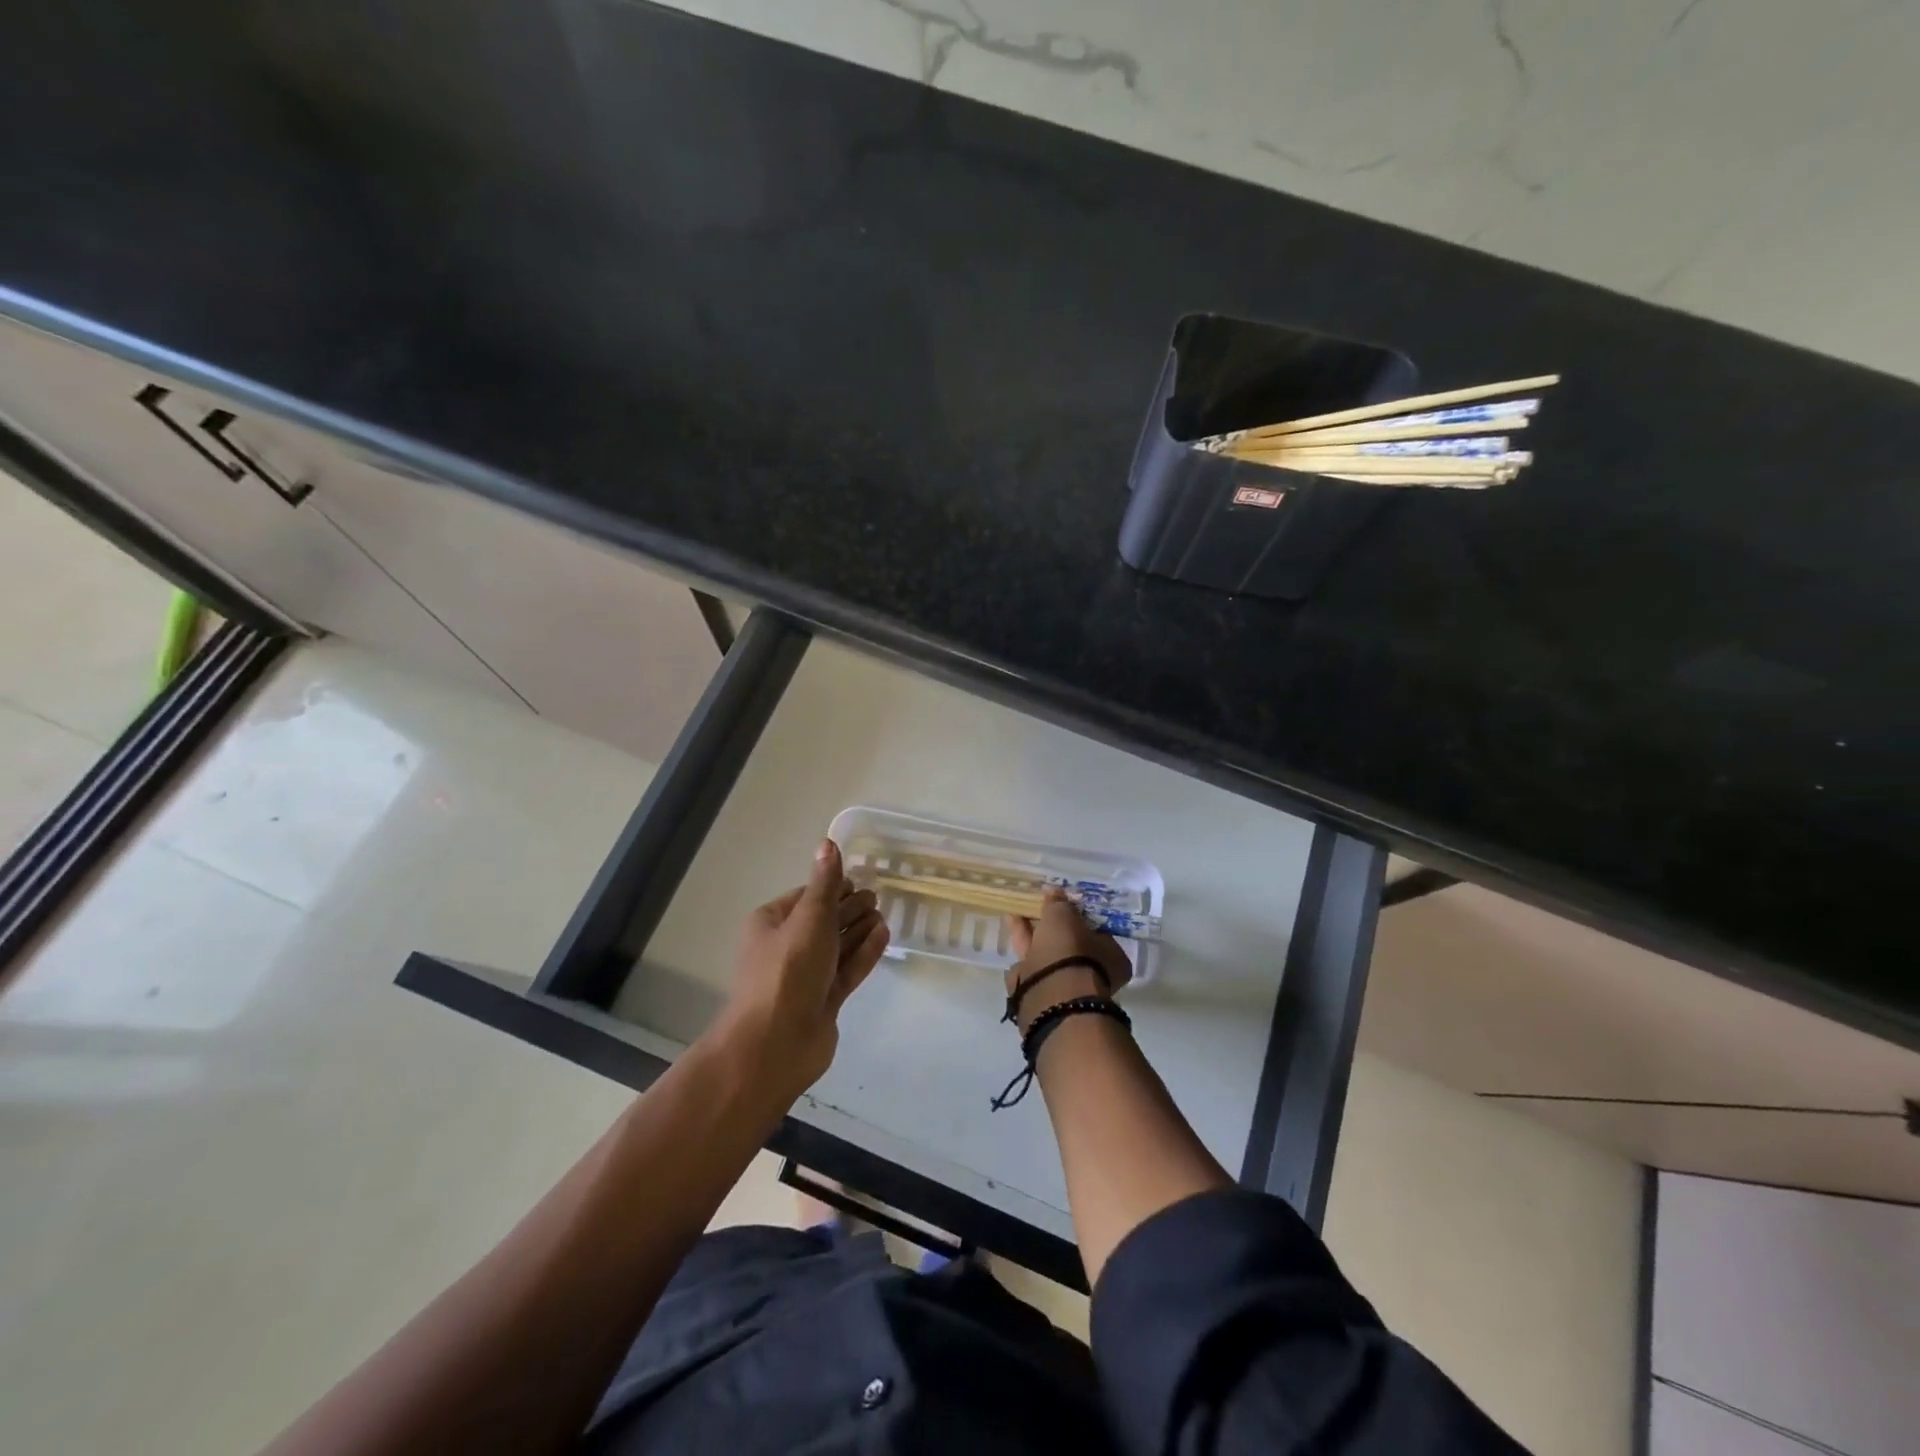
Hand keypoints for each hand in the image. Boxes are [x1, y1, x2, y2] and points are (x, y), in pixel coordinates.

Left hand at [712, 839, 889, 1106]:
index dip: (832, 887)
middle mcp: (786, 948)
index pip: (806, 897)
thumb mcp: (809, 918)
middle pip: (823, 921)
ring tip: (885, 914)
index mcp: (771, 923)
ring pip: (837, 947)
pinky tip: (884, 936)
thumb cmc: (788, 970)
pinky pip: (847, 970)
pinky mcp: (823, 1001)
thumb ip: (824, 883)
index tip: (860, 879)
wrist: (774, 1044)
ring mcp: (805, 977)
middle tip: (878, 897)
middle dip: (849, 908)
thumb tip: (828, 843)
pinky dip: (864, 954)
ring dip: (859, 930)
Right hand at [1005, 888, 1132, 1033]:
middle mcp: (1093, 973)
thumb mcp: (1064, 916)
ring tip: (1016, 911)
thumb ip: (1060, 903)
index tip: (1062, 903)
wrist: (1050, 995)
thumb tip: (1055, 891)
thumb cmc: (1070, 951)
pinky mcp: (1043, 993)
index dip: (1079, 915)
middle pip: (1070, 943)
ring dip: (1032, 932)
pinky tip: (1012, 928)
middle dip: (1052, 924)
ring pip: (1048, 953)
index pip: (1097, 930)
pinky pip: (1032, 964)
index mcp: (1112, 957)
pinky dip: (1023, 946)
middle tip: (1037, 905)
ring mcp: (1067, 986)